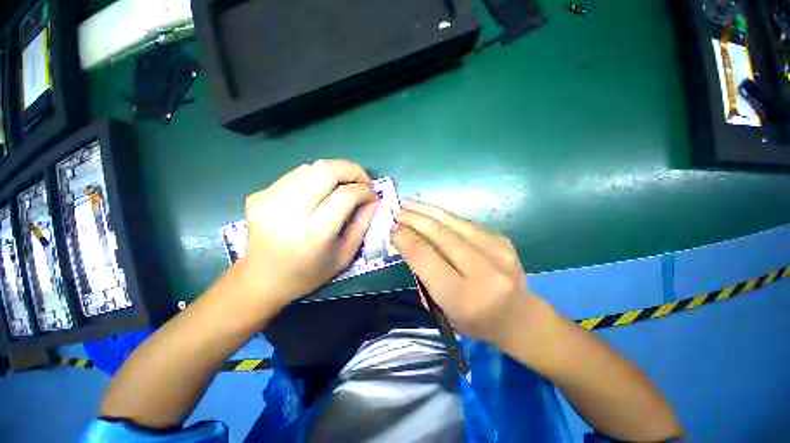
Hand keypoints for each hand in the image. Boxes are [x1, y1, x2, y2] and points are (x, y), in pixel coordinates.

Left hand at [238, 159, 378, 308]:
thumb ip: (362, 224)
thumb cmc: (309, 273)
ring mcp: (268, 200)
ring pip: (310, 168)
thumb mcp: (345, 255)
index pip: (345, 195)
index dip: (364, 190)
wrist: (262, 280)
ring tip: (343, 185)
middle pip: (326, 171)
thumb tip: (373, 199)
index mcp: (313, 234)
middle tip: (362, 181)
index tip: (372, 195)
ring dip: (334, 172)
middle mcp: (288, 212)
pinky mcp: (258, 195)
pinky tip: (320, 191)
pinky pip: (295, 175)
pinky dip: (315, 177)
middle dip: (352, 170)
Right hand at [392, 199, 538, 344]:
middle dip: (414, 220)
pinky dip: (444, 216)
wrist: (519, 316)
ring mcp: (497, 251)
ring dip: (427, 211)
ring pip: (453, 222)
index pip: (425, 257)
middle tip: (397, 212)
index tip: (392, 229)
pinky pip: (465, 222)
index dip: (406, 239)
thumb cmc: (474, 320)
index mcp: (463, 296)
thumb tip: (409, 241)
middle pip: (440, 235)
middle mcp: (483, 271)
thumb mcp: (441, 308)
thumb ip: (424, 275)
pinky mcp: (502, 239)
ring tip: (409, 203)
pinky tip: (431, 212)